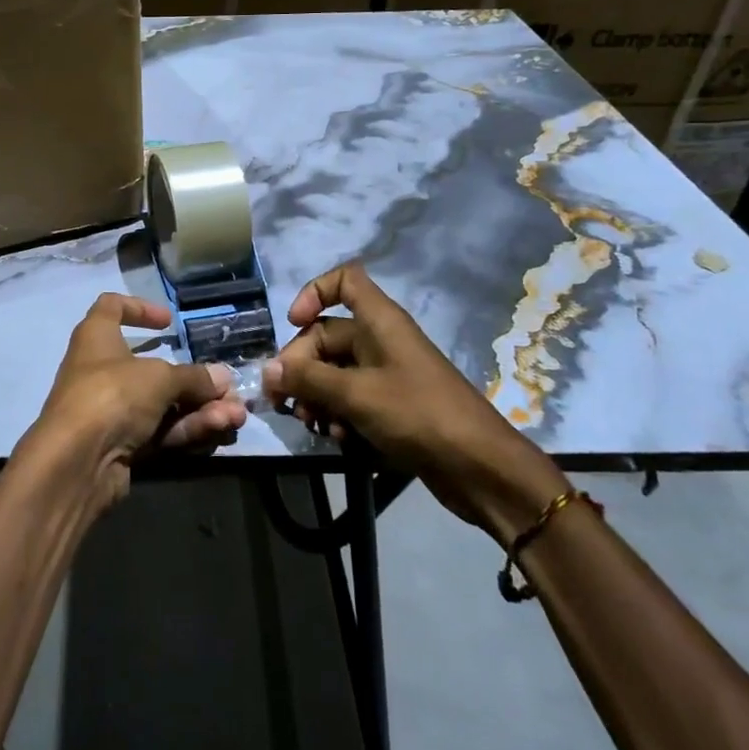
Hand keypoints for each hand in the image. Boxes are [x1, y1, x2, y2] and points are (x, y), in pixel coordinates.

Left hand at [27, 293, 248, 507]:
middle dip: (195, 380)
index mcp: (97, 337)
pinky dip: (188, 428)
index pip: (111, 307)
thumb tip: (222, 378)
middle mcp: (101, 370)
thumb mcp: (159, 377)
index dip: (139, 308)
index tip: (170, 322)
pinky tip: (219, 429)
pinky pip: (160, 430)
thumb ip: (193, 378)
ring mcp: (112, 410)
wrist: (76, 462)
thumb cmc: (112, 394)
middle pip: (153, 368)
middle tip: (229, 390)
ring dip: (201, 408)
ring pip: (163, 404)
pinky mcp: (121, 444)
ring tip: (236, 415)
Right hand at [261, 263, 569, 542]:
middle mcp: (381, 340)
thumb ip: (308, 379)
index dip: (314, 292)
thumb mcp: (356, 394)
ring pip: (335, 371)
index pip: (344, 281)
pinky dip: (338, 414)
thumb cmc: (418, 414)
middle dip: (301, 365)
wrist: (480, 468)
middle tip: (283, 399)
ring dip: (315, 395)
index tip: (293, 322)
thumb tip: (268, 369)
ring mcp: (387, 374)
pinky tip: (336, 438)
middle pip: (327, 335)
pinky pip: (351, 399)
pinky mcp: (392, 406)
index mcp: (379, 321)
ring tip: (309, 424)